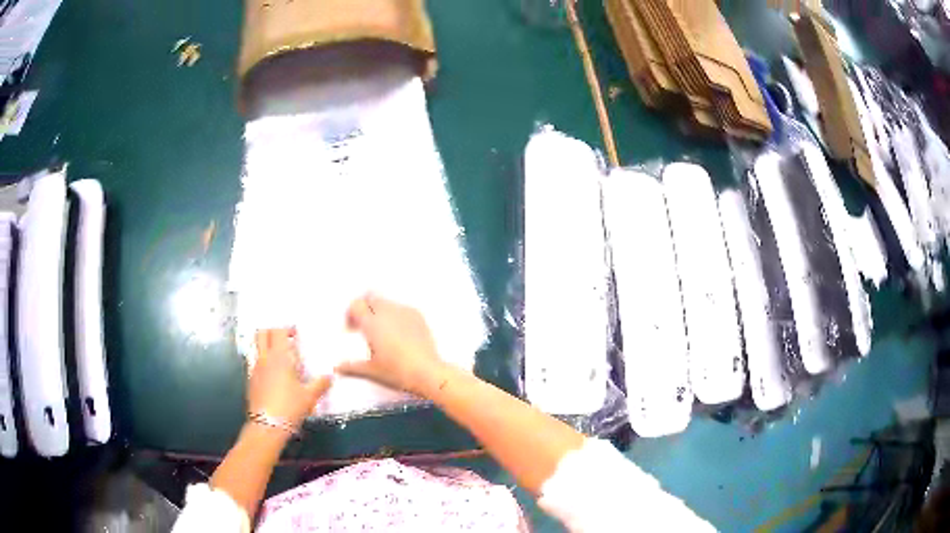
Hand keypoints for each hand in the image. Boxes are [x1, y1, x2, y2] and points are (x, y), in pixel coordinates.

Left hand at [249, 328, 331, 429]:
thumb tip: (330, 376)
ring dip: (267, 346)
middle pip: (262, 333)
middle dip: (272, 331)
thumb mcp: (310, 396)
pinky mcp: (251, 380)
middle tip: (284, 339)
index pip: (278, 330)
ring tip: (280, 358)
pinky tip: (274, 376)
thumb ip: (320, 383)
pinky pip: (256, 362)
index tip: (295, 334)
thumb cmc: (290, 407)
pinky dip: (264, 362)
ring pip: (257, 347)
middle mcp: (264, 358)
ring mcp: (255, 368)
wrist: (267, 426)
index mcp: (279, 357)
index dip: (286, 328)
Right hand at [338, 294, 445, 396]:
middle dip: (365, 309)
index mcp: (371, 323)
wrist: (427, 372)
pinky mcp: (417, 315)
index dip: (351, 315)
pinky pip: (401, 308)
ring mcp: (404, 311)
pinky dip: (395, 315)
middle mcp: (386, 312)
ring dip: (380, 311)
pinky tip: (398, 333)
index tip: (351, 329)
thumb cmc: (395, 372)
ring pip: (386, 302)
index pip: (356, 305)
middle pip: (370, 299)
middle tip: (364, 328)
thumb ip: (351, 367)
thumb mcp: (370, 371)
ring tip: (382, 331)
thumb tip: (336, 368)